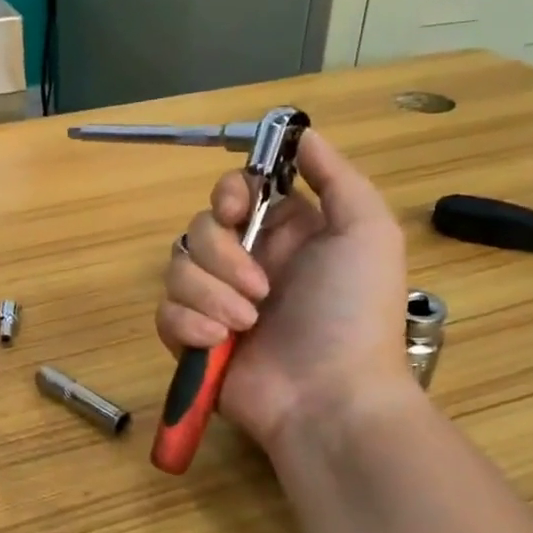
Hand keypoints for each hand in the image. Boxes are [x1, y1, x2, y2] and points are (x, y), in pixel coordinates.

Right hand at [156, 130, 413, 457]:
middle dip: (222, 255)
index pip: (234, 193)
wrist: (329, 399)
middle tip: (260, 289)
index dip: (226, 194)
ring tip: (245, 325)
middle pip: (199, 228)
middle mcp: (246, 263)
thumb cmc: (353, 314)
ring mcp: (217, 303)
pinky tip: (218, 344)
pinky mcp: (193, 340)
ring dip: (209, 295)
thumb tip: (305, 134)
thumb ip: (336, 178)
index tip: (234, 211)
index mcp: (283, 235)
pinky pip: (165, 314)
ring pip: (178, 270)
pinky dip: (188, 325)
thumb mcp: (366, 233)